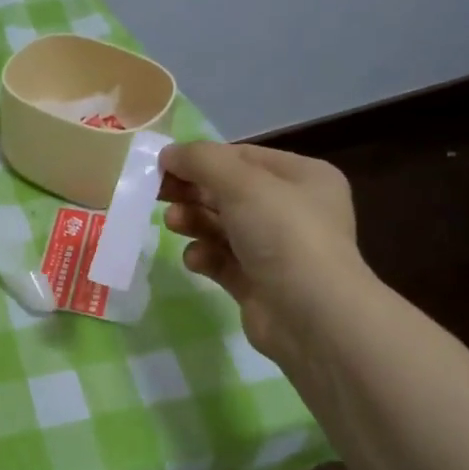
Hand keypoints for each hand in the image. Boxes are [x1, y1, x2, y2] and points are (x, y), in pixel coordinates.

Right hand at [159, 142, 366, 360]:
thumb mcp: (242, 184)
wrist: (313, 316)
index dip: (203, 159)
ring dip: (194, 221)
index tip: (163, 165)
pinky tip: (196, 259)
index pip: (243, 158)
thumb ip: (201, 161)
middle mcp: (293, 210)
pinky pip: (223, 261)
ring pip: (222, 227)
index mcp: (303, 178)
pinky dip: (205, 256)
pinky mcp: (258, 284)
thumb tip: (168, 153)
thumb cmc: (284, 234)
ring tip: (173, 223)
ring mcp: (276, 250)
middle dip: (193, 191)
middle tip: (156, 192)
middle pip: (229, 192)